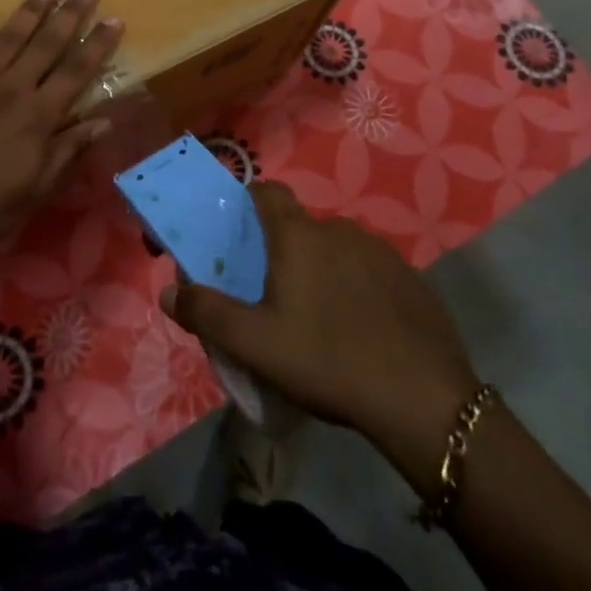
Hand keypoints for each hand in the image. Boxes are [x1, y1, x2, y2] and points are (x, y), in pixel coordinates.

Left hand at [0, 0, 122, 268]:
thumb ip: (68, 151)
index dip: (97, 44)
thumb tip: (103, 121)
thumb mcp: (35, 192)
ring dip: (29, 11)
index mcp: (36, 118)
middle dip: (70, 15)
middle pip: (46, 45)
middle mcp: (8, 91)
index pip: (76, 72)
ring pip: (6, 38)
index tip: (114, 19)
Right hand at [162, 181, 477, 463]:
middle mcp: (338, 229)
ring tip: (316, 320)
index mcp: (298, 235)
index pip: (267, 192)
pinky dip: (355, 289)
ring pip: (335, 250)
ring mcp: (379, 251)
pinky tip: (358, 331)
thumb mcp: (255, 344)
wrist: (423, 398)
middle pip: (299, 227)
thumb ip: (207, 313)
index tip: (238, 234)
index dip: (247, 203)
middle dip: (282, 251)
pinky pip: (368, 272)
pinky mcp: (409, 278)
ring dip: (320, 271)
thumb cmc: (327, 359)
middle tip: (273, 296)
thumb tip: (167, 291)